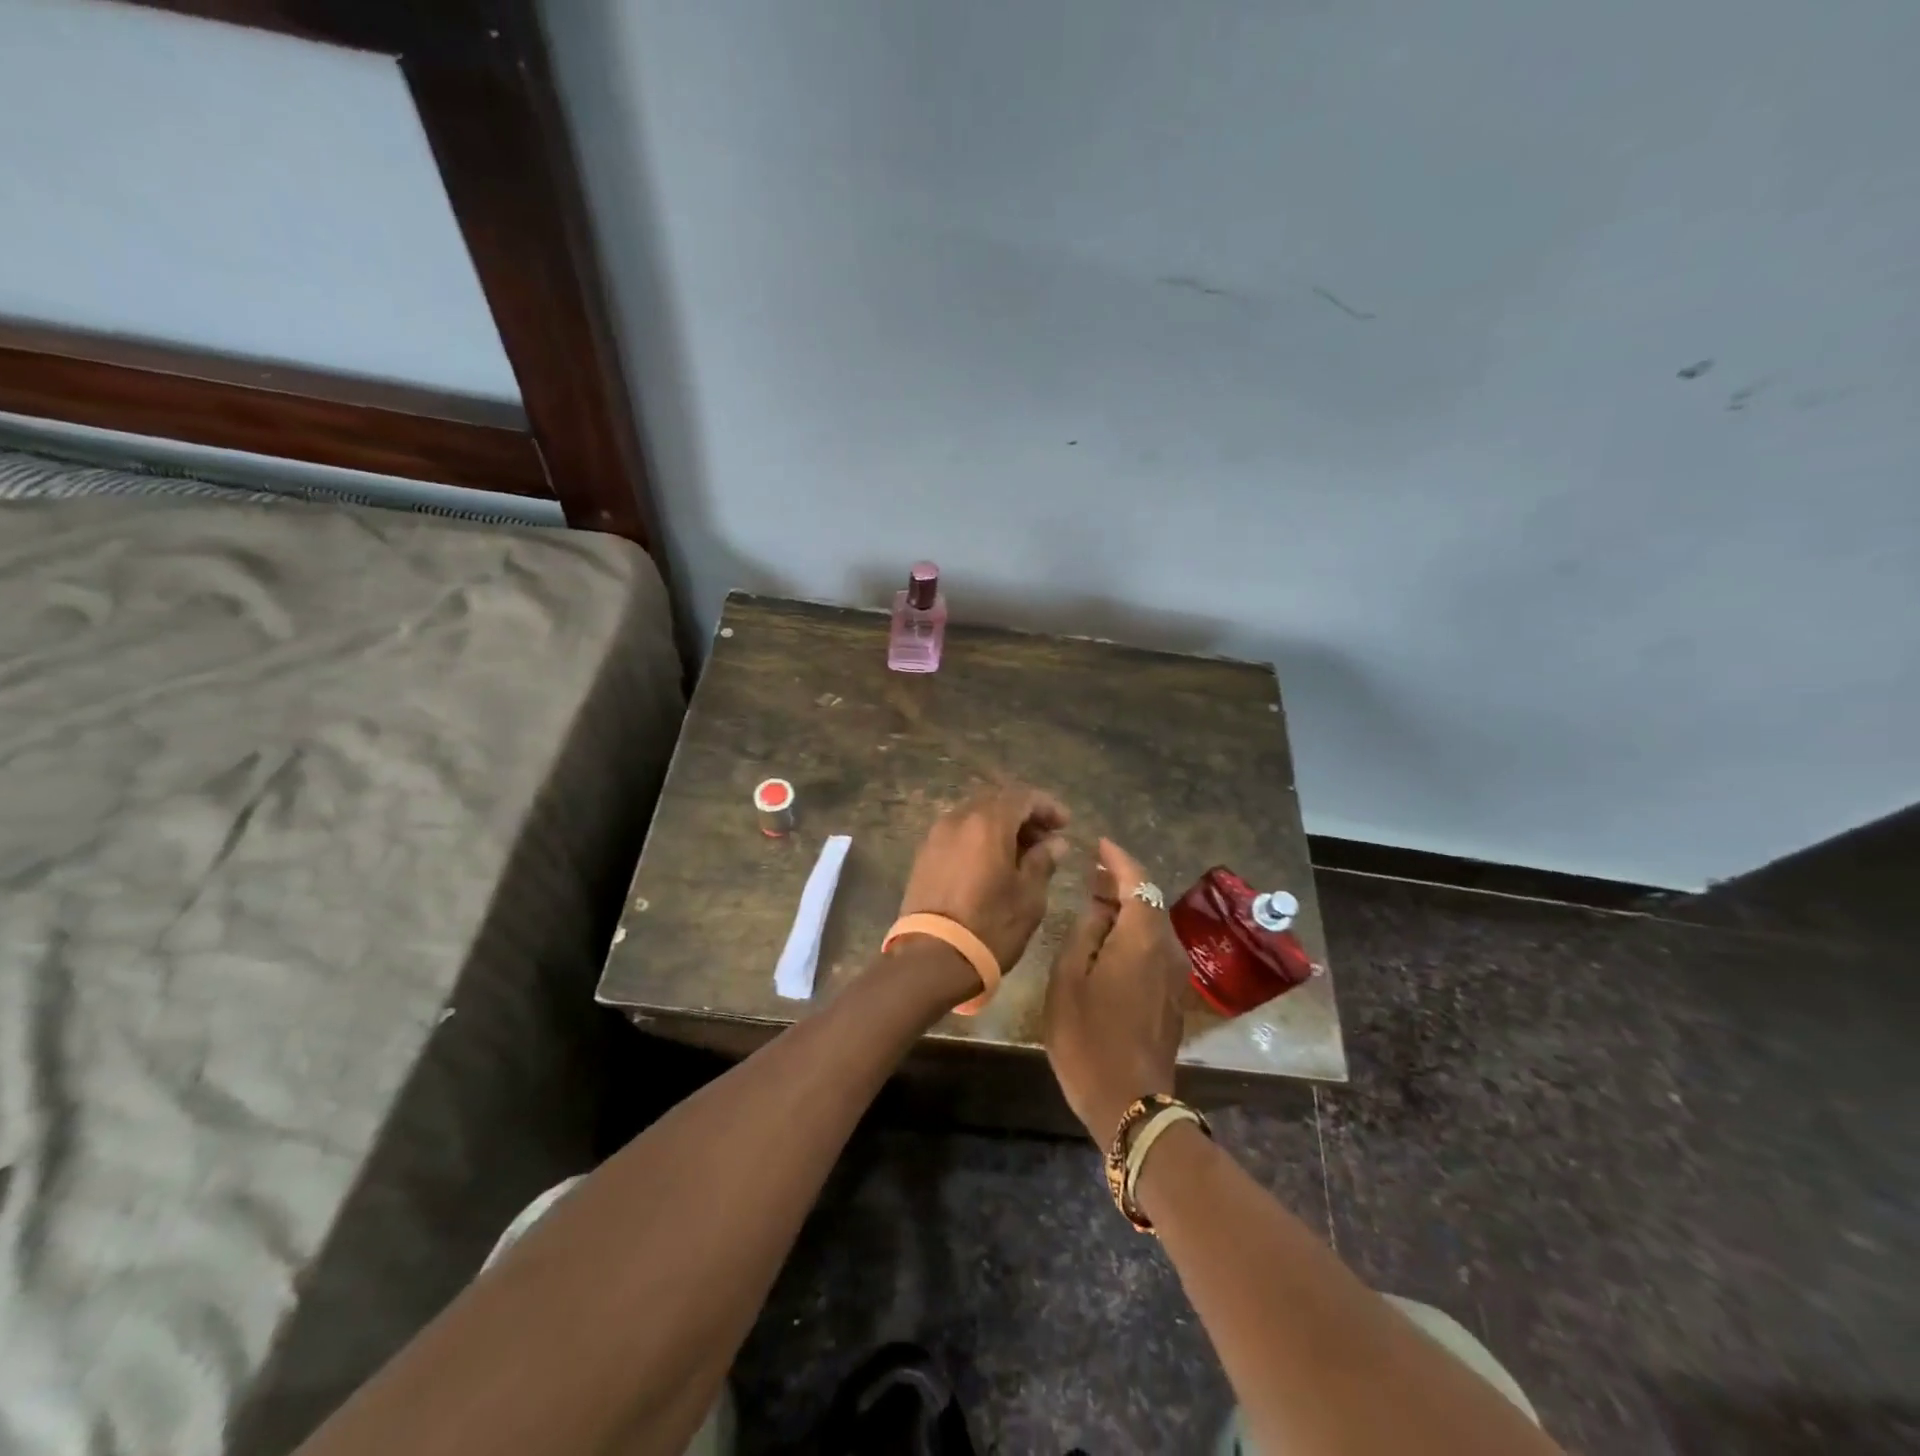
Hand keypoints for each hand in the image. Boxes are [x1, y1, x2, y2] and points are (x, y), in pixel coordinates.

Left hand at [896, 784, 1070, 988]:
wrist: (932, 958)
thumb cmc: (990, 926)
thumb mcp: (1029, 896)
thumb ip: (1042, 861)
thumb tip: (1054, 843)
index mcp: (987, 823)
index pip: (1022, 797)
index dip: (1046, 806)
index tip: (1064, 825)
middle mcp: (958, 819)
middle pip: (995, 801)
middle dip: (1022, 814)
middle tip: (1044, 838)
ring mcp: (936, 836)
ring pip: (973, 816)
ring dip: (999, 826)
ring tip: (1020, 853)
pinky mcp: (923, 856)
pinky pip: (957, 833)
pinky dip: (978, 838)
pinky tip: (992, 862)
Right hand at [1043, 838, 1187, 1143]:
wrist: (1130, 1103)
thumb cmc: (1088, 1039)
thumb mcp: (1068, 980)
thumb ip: (1084, 933)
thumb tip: (1097, 906)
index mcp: (1141, 939)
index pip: (1137, 882)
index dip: (1118, 859)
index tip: (1100, 843)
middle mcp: (1167, 949)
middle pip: (1149, 900)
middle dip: (1122, 881)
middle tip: (1091, 873)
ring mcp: (1175, 974)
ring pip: (1154, 924)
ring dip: (1129, 907)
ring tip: (1097, 901)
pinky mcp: (1173, 995)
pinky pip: (1156, 946)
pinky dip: (1135, 931)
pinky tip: (1111, 939)